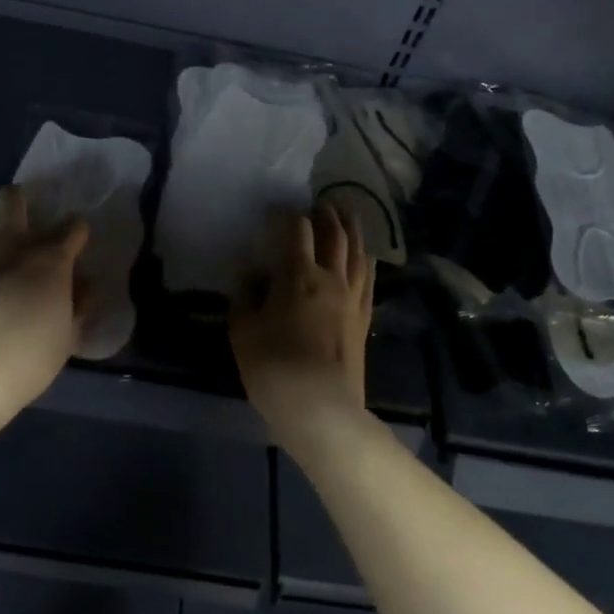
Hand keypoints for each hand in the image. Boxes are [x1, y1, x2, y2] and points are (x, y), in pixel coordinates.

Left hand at [0, 185, 89, 414]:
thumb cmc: (30, 357)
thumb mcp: (69, 336)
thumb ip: (80, 303)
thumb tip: (87, 283)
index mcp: (51, 260)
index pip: (73, 227)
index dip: (77, 231)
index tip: (76, 241)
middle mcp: (13, 245)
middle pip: (13, 198)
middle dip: (19, 200)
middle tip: (22, 219)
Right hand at [230, 204, 373, 440]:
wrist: (322, 410)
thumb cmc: (274, 368)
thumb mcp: (243, 332)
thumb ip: (246, 296)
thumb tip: (252, 273)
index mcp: (298, 276)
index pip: (297, 232)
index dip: (288, 215)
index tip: (278, 209)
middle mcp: (331, 278)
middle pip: (334, 236)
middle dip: (327, 215)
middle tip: (321, 202)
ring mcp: (352, 298)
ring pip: (357, 253)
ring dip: (352, 230)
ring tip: (348, 215)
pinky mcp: (364, 319)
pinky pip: (369, 279)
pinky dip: (366, 260)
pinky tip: (366, 255)